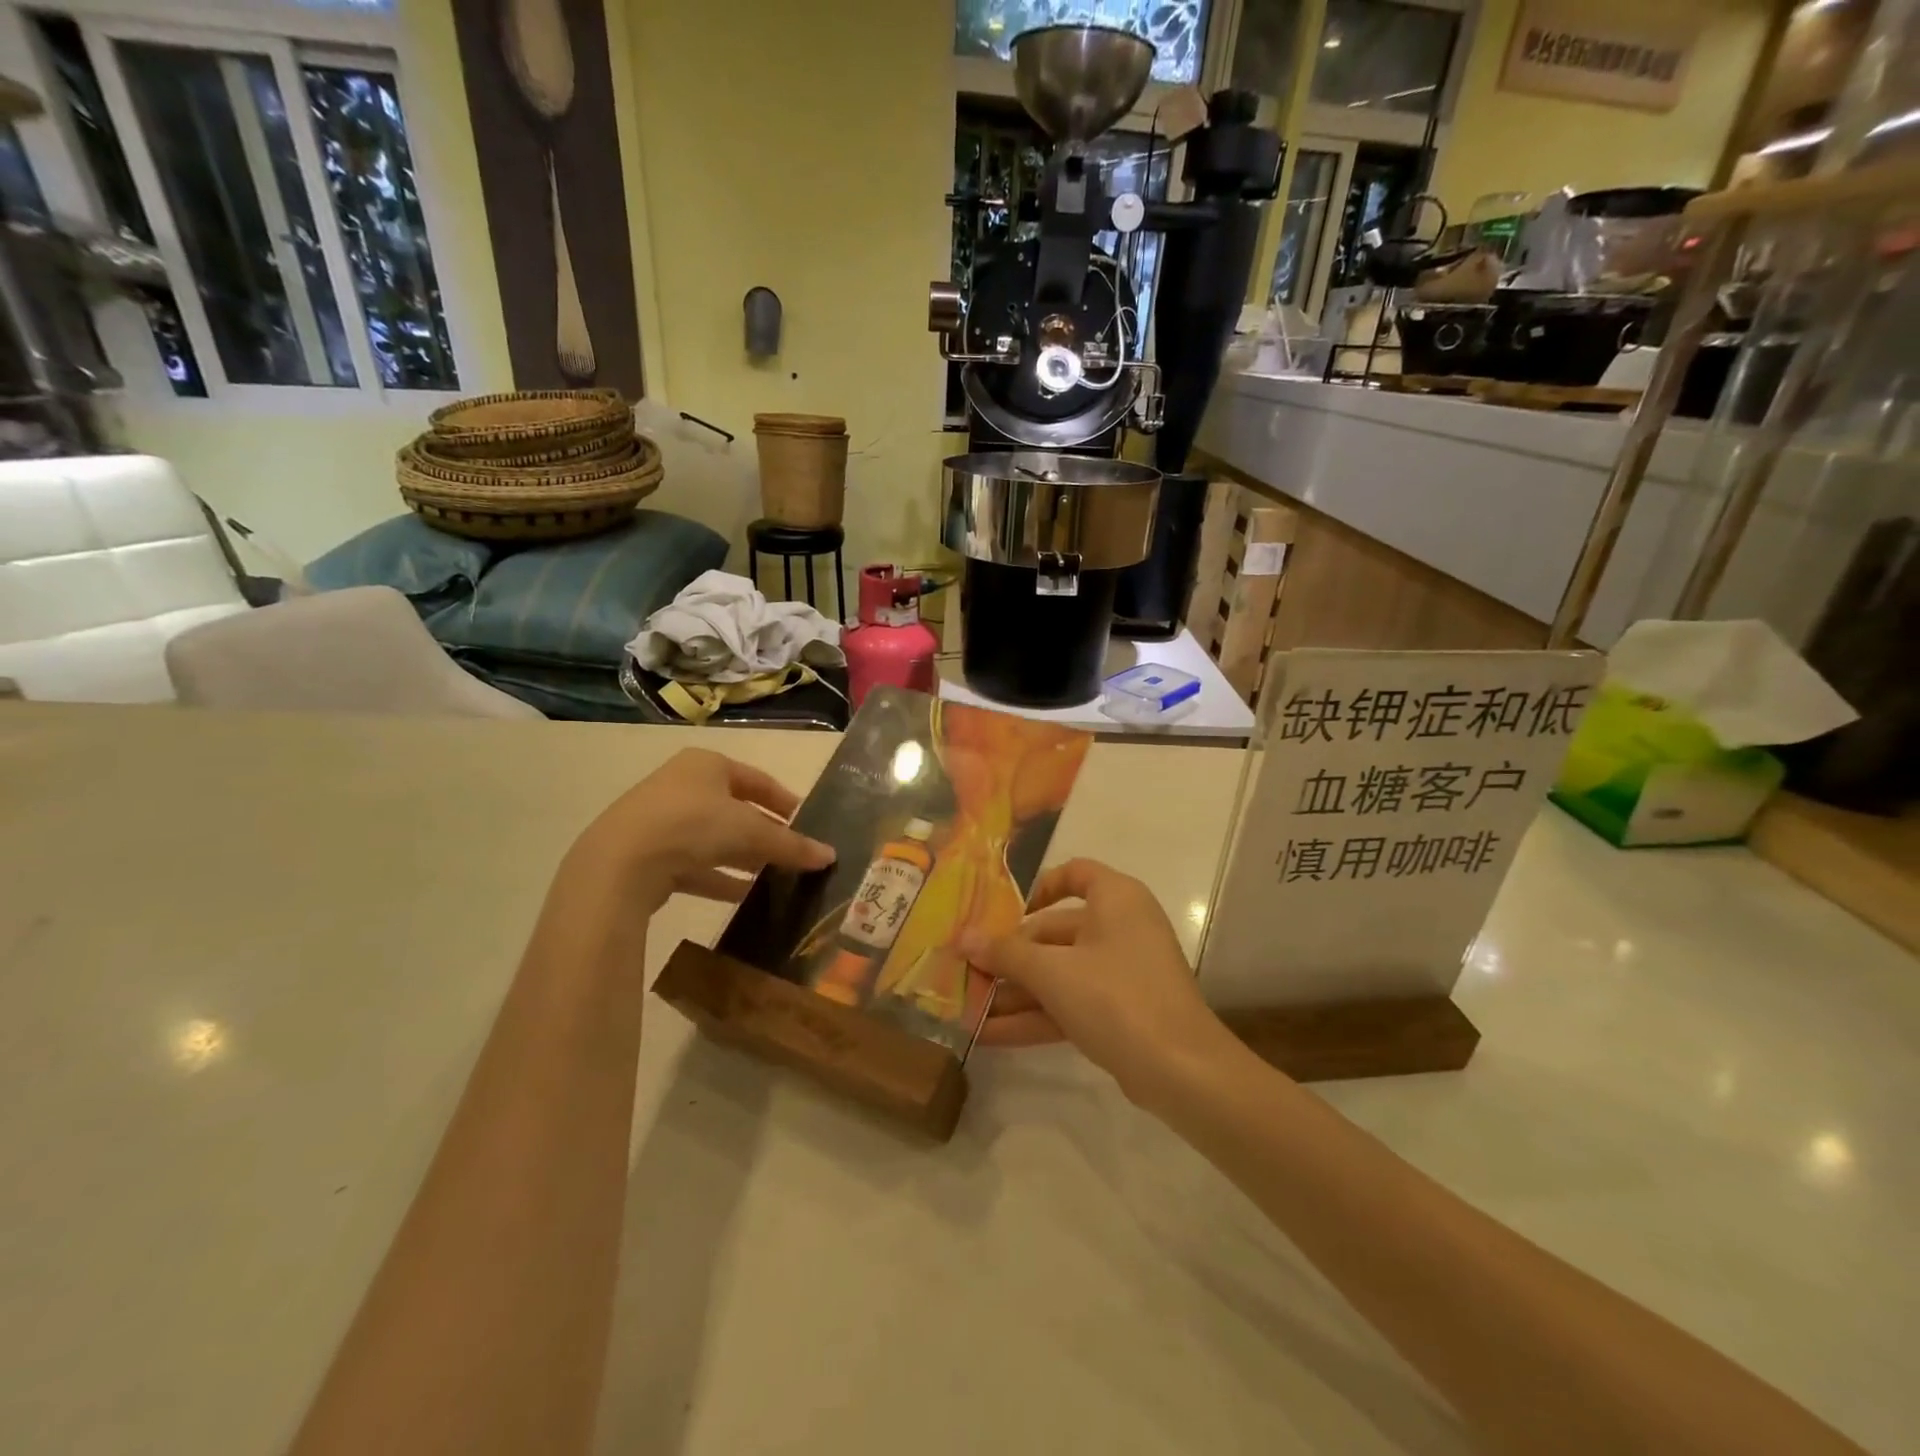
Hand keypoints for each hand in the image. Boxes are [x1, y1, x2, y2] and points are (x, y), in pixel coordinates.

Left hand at [563, 748, 834, 913]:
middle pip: (735, 810)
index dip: (785, 802)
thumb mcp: (752, 833)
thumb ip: (791, 845)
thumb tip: (830, 856)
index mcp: (707, 765)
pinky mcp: (647, 854)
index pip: (757, 780)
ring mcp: (660, 820)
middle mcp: (682, 785)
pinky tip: (740, 896)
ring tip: (771, 879)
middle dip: (764, 834)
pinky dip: (717, 878)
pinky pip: (692, 864)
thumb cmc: (694, 826)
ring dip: (742, 858)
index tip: (807, 822)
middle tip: (791, 854)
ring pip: (713, 839)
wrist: (620, 862)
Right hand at [965, 858, 1232, 1105]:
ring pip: (1059, 972)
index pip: (1075, 873)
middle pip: (1056, 931)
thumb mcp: (1053, 972)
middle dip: (1010, 955)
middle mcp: (1121, 927)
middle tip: (967, 970)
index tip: (1004, 913)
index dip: (1039, 887)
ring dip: (1016, 991)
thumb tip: (962, 938)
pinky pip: (1070, 1003)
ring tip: (967, 1007)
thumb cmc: (1116, 997)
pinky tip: (990, 1035)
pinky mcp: (1120, 1012)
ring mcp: (1122, 973)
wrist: (1182, 1071)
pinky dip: (1035, 1016)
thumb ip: (1006, 954)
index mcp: (1115, 899)